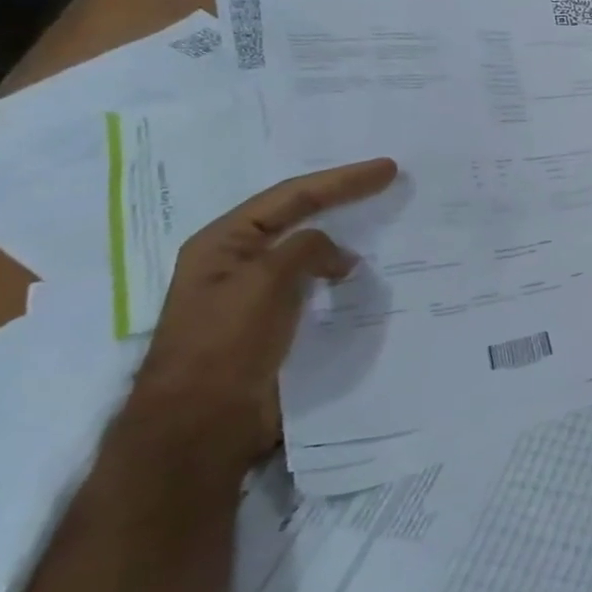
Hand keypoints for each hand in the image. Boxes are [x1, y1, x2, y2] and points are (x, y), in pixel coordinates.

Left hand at [127, 158, 399, 472]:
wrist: (203, 422)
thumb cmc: (226, 344)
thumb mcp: (264, 282)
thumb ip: (305, 251)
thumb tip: (341, 256)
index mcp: (224, 243)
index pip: (292, 197)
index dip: (342, 181)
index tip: (388, 170)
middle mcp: (239, 262)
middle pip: (299, 218)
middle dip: (343, 200)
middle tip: (388, 186)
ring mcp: (258, 294)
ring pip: (311, 254)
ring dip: (347, 240)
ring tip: (386, 228)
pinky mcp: (277, 324)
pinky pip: (317, 287)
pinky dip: (344, 277)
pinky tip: (369, 279)